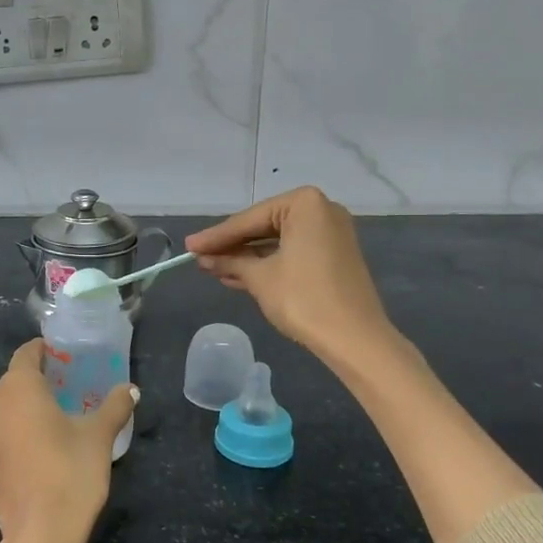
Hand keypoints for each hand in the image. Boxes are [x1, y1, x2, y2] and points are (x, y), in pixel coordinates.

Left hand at [0, 340, 136, 542]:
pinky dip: (25, 426)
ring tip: (65, 411)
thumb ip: (114, 406)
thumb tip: (130, 389)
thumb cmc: (69, 472)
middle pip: (17, 378)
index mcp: (17, 387)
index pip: (27, 353)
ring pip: (10, 405)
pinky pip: (8, 429)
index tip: (68, 355)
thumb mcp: (99, 436)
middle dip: (42, 377)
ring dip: (33, 404)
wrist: (40, 535)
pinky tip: (50, 440)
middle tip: (75, 383)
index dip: (47, 350)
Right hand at [186, 187, 397, 364]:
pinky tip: (237, 276)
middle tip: (199, 256)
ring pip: (277, 242)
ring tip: (212, 269)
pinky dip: (267, 264)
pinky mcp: (334, 256)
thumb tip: (203, 257)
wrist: (354, 339)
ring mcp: (330, 234)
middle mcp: (321, 210)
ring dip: (247, 257)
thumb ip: (230, 261)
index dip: (216, 236)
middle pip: (264, 227)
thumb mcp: (260, 278)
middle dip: (232, 246)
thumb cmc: (303, 298)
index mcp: (305, 204)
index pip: (249, 219)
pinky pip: (292, 253)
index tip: (188, 246)